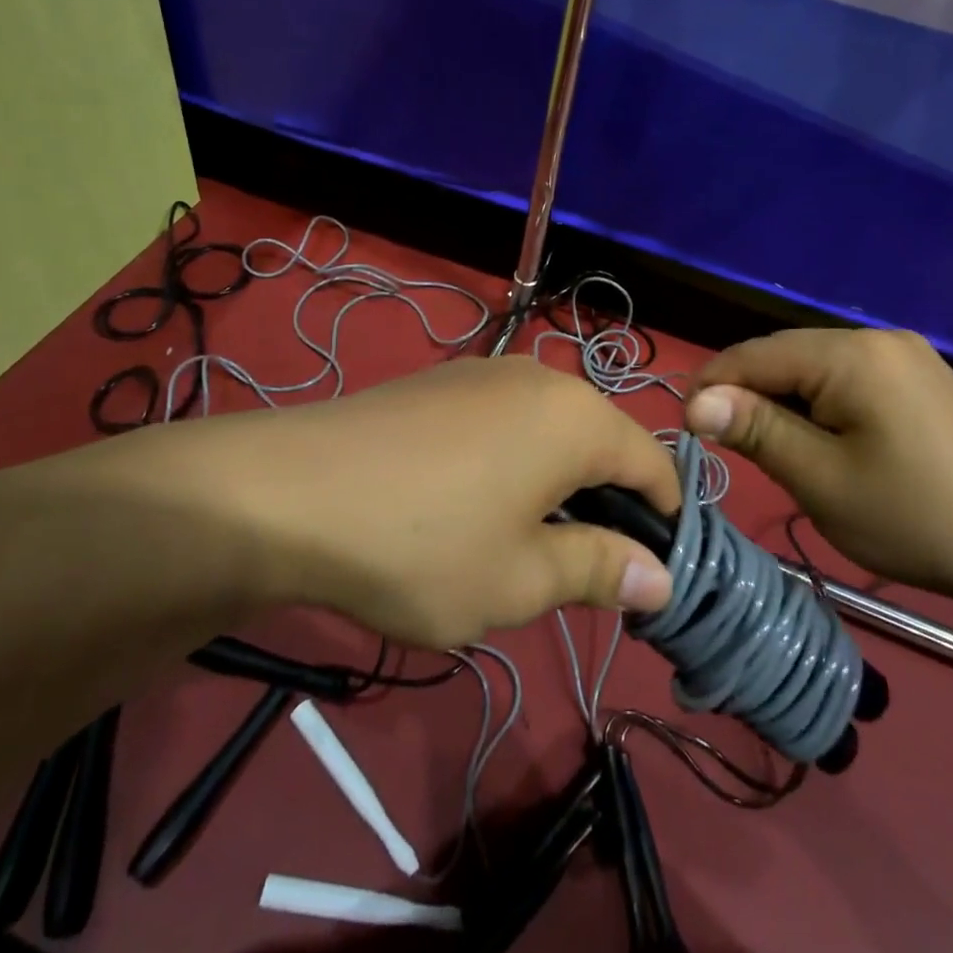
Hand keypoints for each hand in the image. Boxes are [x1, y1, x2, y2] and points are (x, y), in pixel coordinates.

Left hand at [196, 357, 679, 647]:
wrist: (288, 492)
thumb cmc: (423, 545)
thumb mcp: (520, 579)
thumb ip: (598, 570)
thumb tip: (660, 576)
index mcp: (577, 418)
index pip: (655, 465)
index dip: (663, 523)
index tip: (646, 579)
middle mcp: (541, 379)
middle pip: (602, 443)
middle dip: (605, 506)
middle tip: (576, 573)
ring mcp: (486, 372)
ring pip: (551, 431)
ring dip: (557, 485)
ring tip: (520, 544)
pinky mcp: (441, 382)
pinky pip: (505, 421)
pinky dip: (513, 462)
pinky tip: (468, 505)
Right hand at [684, 329, 952, 597]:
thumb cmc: (916, 517)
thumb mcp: (822, 479)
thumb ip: (756, 430)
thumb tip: (695, 401)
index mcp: (851, 354)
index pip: (756, 355)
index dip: (713, 387)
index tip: (686, 429)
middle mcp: (876, 337)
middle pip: (786, 355)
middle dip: (747, 393)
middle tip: (724, 444)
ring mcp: (904, 353)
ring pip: (815, 366)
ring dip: (782, 398)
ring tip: (768, 445)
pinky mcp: (920, 376)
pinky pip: (848, 376)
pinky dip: (819, 401)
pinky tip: (819, 436)